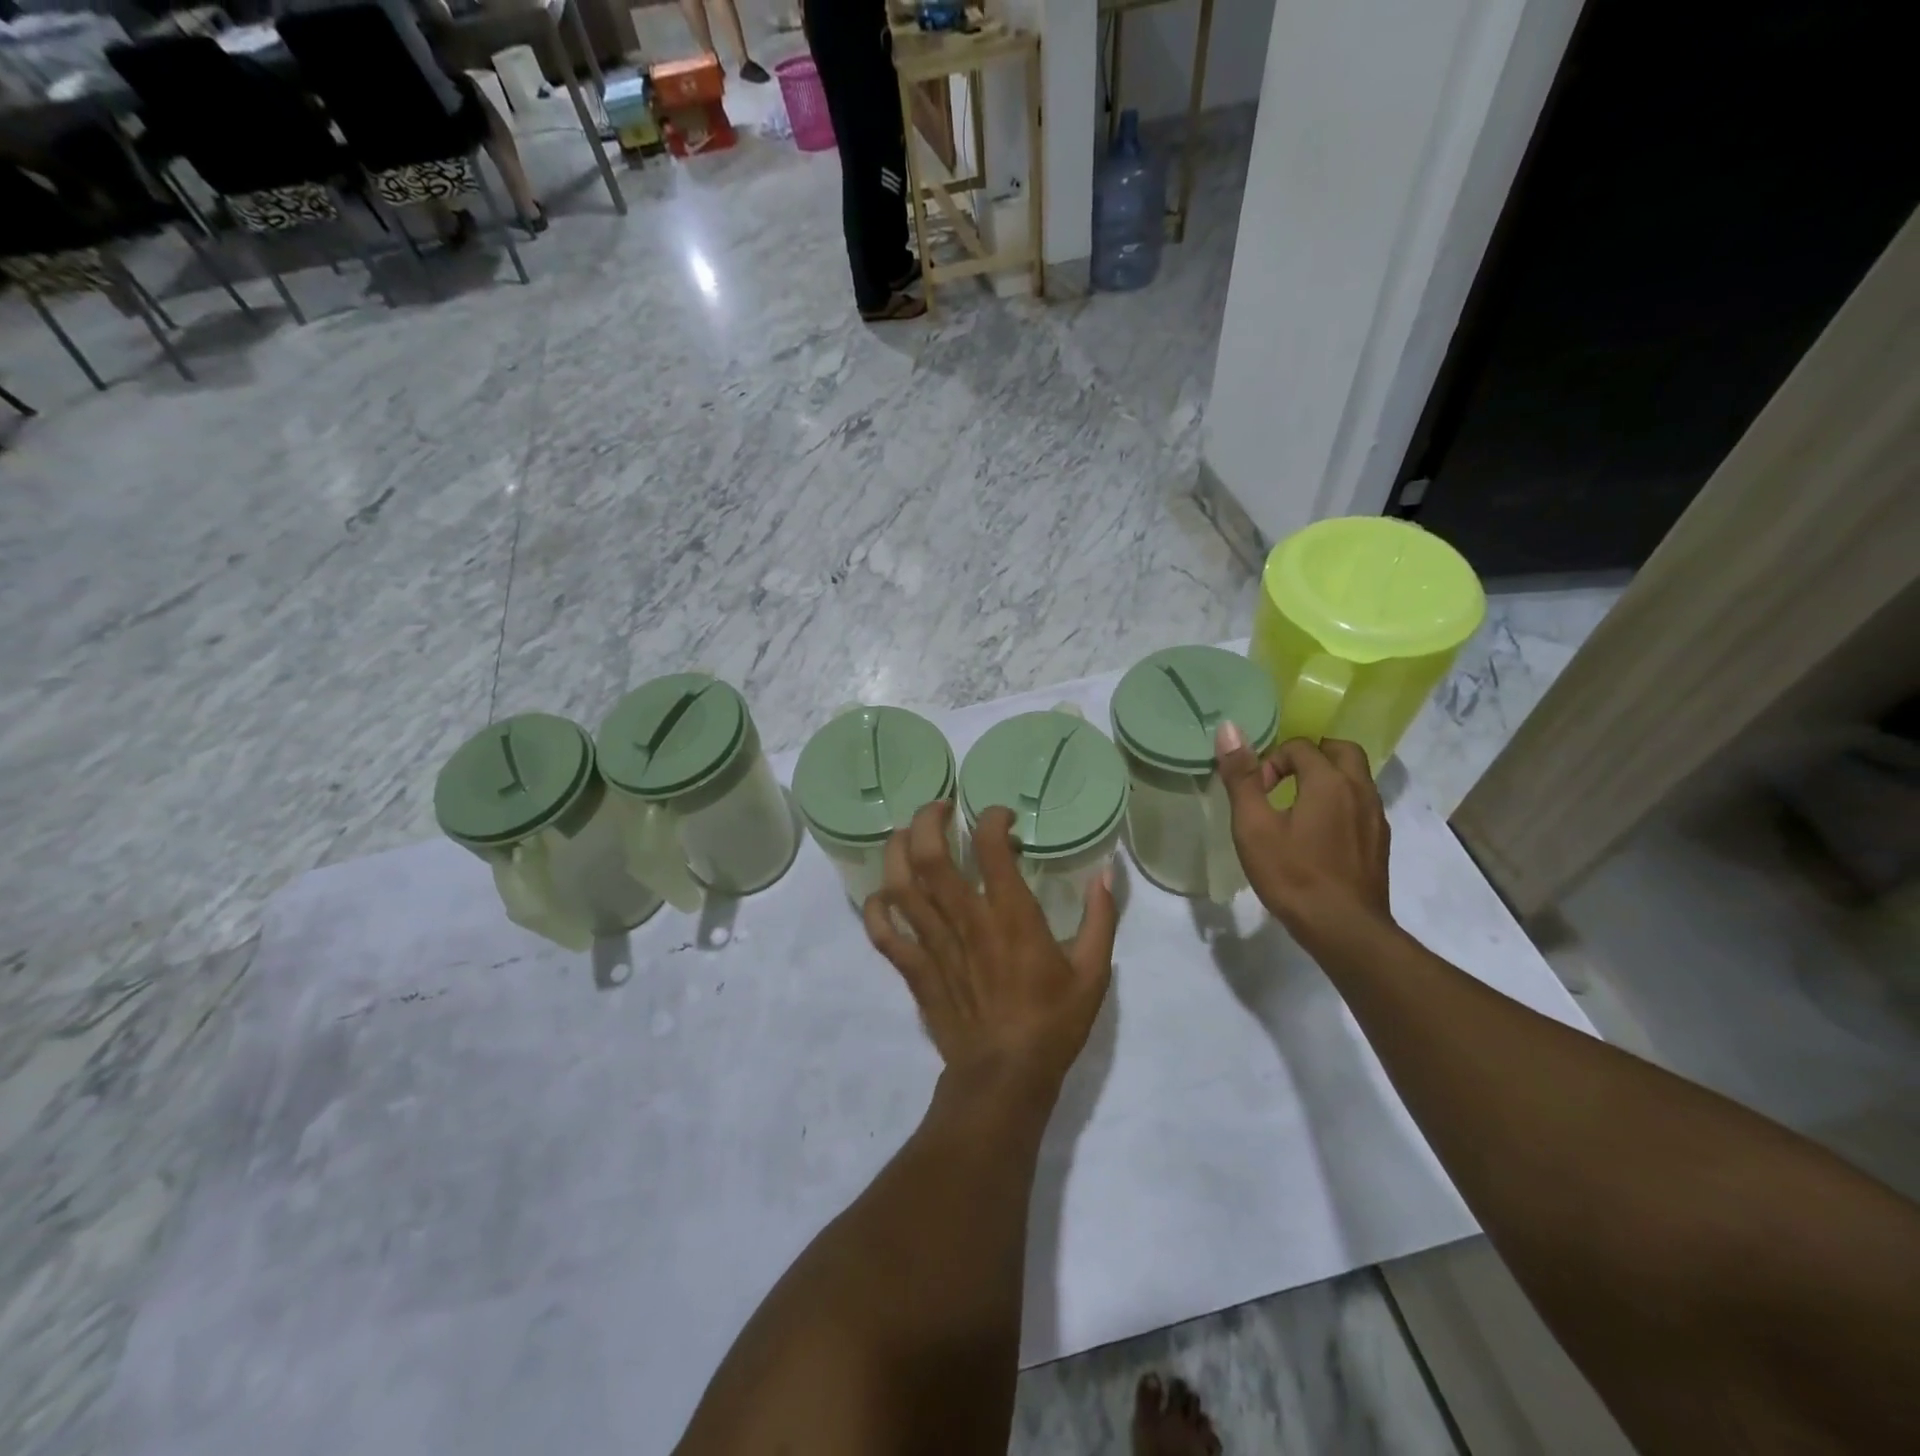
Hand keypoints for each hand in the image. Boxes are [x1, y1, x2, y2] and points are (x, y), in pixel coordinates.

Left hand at [862, 802, 1118, 1096]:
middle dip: (928, 821)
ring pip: (900, 886)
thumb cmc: (1052, 1022)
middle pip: (931, 856)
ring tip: (908, 836)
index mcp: (1010, 915)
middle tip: (940, 808)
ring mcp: (934, 944)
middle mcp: (965, 919)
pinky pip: (884, 933)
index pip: (990, 847)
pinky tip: (883, 896)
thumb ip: (1100, 917)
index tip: (1000, 817)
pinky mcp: (915, 969)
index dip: (991, 819)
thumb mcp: (1092, 970)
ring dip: (897, 852)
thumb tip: (1107, 871)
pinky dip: (876, 909)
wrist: (1005, 1076)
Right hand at [1214, 724, 1393, 949]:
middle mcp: (1360, 790)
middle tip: (1282, 783)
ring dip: (1326, 779)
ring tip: (1296, 809)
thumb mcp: (1254, 826)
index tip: (1257, 794)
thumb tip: (1229, 729)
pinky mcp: (1379, 841)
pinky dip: (1339, 804)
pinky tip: (1318, 836)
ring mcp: (1375, 817)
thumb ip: (1242, 777)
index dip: (1271, 763)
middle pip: (1339, 750)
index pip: (1299, 746)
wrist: (1344, 929)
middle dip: (1308, 757)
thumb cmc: (1293, 874)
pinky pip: (1360, 804)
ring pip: (1354, 777)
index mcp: (1329, 781)